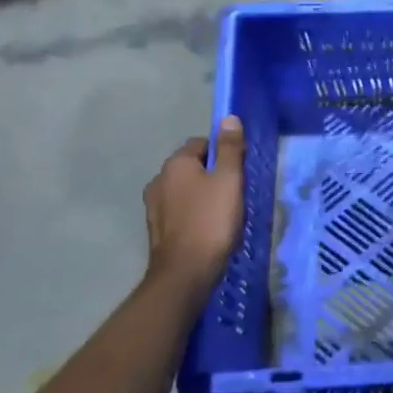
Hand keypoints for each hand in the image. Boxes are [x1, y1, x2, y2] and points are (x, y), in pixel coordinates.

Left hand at [142, 116, 245, 297]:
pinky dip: (192, 214)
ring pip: (185, 190)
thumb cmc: (211, 220)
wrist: (184, 274)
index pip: (202, 143)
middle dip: (211, 175)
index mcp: (175, 163)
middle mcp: (159, 180)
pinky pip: (179, 211)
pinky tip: (207, 229)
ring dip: (201, 195)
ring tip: (223, 213)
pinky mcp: (156, 230)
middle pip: (192, 166)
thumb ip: (229, 148)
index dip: (222, 153)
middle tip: (234, 192)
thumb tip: (228, 118)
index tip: (238, 170)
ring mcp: (154, 207)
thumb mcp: (229, 179)